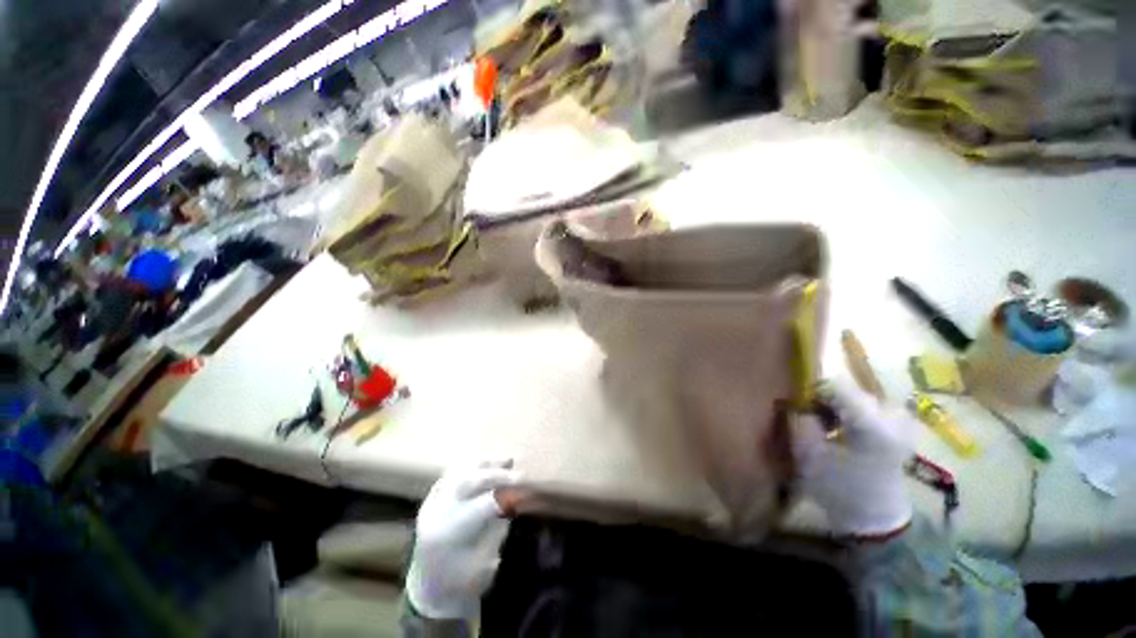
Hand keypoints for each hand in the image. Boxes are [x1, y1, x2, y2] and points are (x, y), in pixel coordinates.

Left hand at [406, 462, 519, 619]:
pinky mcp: (432, 500)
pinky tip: (487, 465)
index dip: (507, 493)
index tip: (527, 487)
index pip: (483, 503)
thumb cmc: (462, 583)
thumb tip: (515, 498)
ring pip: (460, 472)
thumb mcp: (486, 561)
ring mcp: (432, 504)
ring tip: (506, 460)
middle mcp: (437, 513)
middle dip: (497, 474)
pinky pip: (452, 475)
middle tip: (519, 473)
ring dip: (485, 464)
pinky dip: (472, 466)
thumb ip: (498, 527)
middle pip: (469, 481)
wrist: (432, 593)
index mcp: (449, 533)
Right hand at [791, 381, 914, 538]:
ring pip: (858, 396)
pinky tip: (844, 429)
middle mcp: (892, 417)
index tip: (799, 405)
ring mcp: (901, 421)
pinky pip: (870, 405)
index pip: (836, 385)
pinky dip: (852, 411)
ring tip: (827, 425)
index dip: (811, 390)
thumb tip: (795, 399)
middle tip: (810, 417)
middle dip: (825, 399)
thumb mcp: (808, 456)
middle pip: (848, 390)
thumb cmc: (838, 489)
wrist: (874, 517)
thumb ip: (800, 421)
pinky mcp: (902, 426)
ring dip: (838, 405)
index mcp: (872, 426)